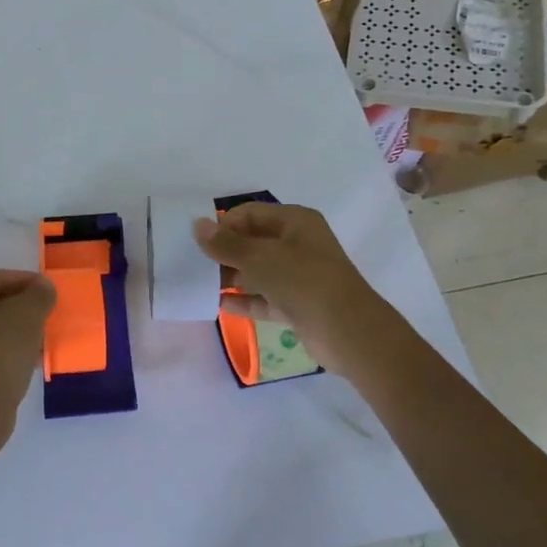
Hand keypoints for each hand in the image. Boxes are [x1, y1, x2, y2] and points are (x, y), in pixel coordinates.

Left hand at [0, 268, 55, 449]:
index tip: (47, 289)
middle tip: (44, 313)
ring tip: (40, 338)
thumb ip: (39, 294)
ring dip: (13, 330)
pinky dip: (5, 352)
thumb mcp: (29, 313)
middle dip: (19, 306)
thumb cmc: (0, 347)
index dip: (24, 280)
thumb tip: (43, 287)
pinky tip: (27, 360)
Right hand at [195, 203, 382, 373]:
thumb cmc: (304, 282)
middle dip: (226, 252)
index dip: (225, 225)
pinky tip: (220, 305)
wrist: (350, 333)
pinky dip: (246, 299)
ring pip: (259, 271)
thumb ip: (227, 244)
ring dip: (233, 277)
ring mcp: (300, 276)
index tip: (200, 242)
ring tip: (202, 285)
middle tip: (196, 265)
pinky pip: (266, 297)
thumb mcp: (261, 258)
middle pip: (254, 241)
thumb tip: (198, 225)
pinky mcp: (298, 304)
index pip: (251, 213)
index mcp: (295, 222)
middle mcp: (298, 244)